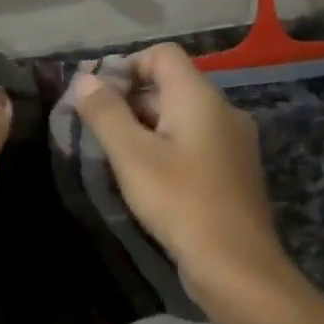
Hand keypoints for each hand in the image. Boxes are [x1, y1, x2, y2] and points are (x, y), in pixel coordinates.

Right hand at [70, 44, 296, 311]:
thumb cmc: (180, 202)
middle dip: (131, 99)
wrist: (237, 268)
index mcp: (200, 97)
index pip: (162, 55)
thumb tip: (86, 80)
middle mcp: (222, 110)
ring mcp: (233, 142)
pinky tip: (148, 178)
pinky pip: (195, 142)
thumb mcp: (132, 155)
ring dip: (146, 126)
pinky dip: (167, 147)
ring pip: (182, 116)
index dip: (127, 66)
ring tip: (117, 156)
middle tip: (99, 129)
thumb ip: (106, 113)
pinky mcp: (233, 172)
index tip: (99, 98)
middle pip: (171, 84)